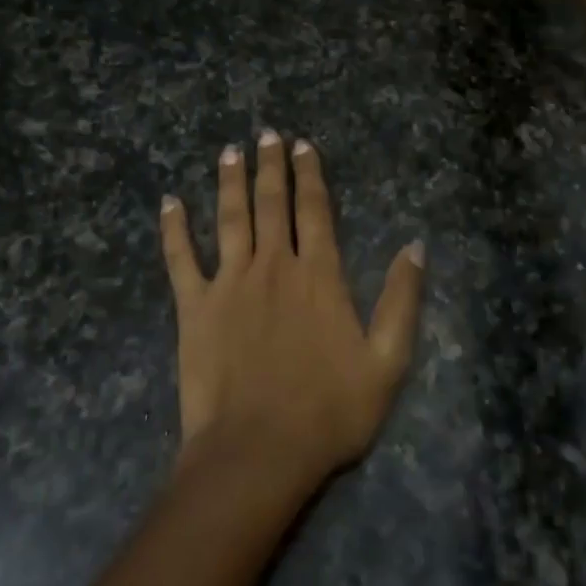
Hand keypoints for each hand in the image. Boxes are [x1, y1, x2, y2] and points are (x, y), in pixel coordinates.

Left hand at [160, 131, 425, 488]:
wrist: (259, 451)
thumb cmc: (329, 411)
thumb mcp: (388, 361)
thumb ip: (402, 300)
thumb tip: (415, 245)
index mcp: (319, 277)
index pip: (315, 211)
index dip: (310, 175)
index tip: (303, 146)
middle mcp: (274, 267)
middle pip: (272, 204)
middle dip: (270, 167)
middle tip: (266, 134)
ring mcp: (229, 284)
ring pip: (229, 219)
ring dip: (230, 182)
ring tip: (229, 151)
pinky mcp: (194, 308)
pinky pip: (180, 259)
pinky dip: (174, 229)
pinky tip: (170, 202)